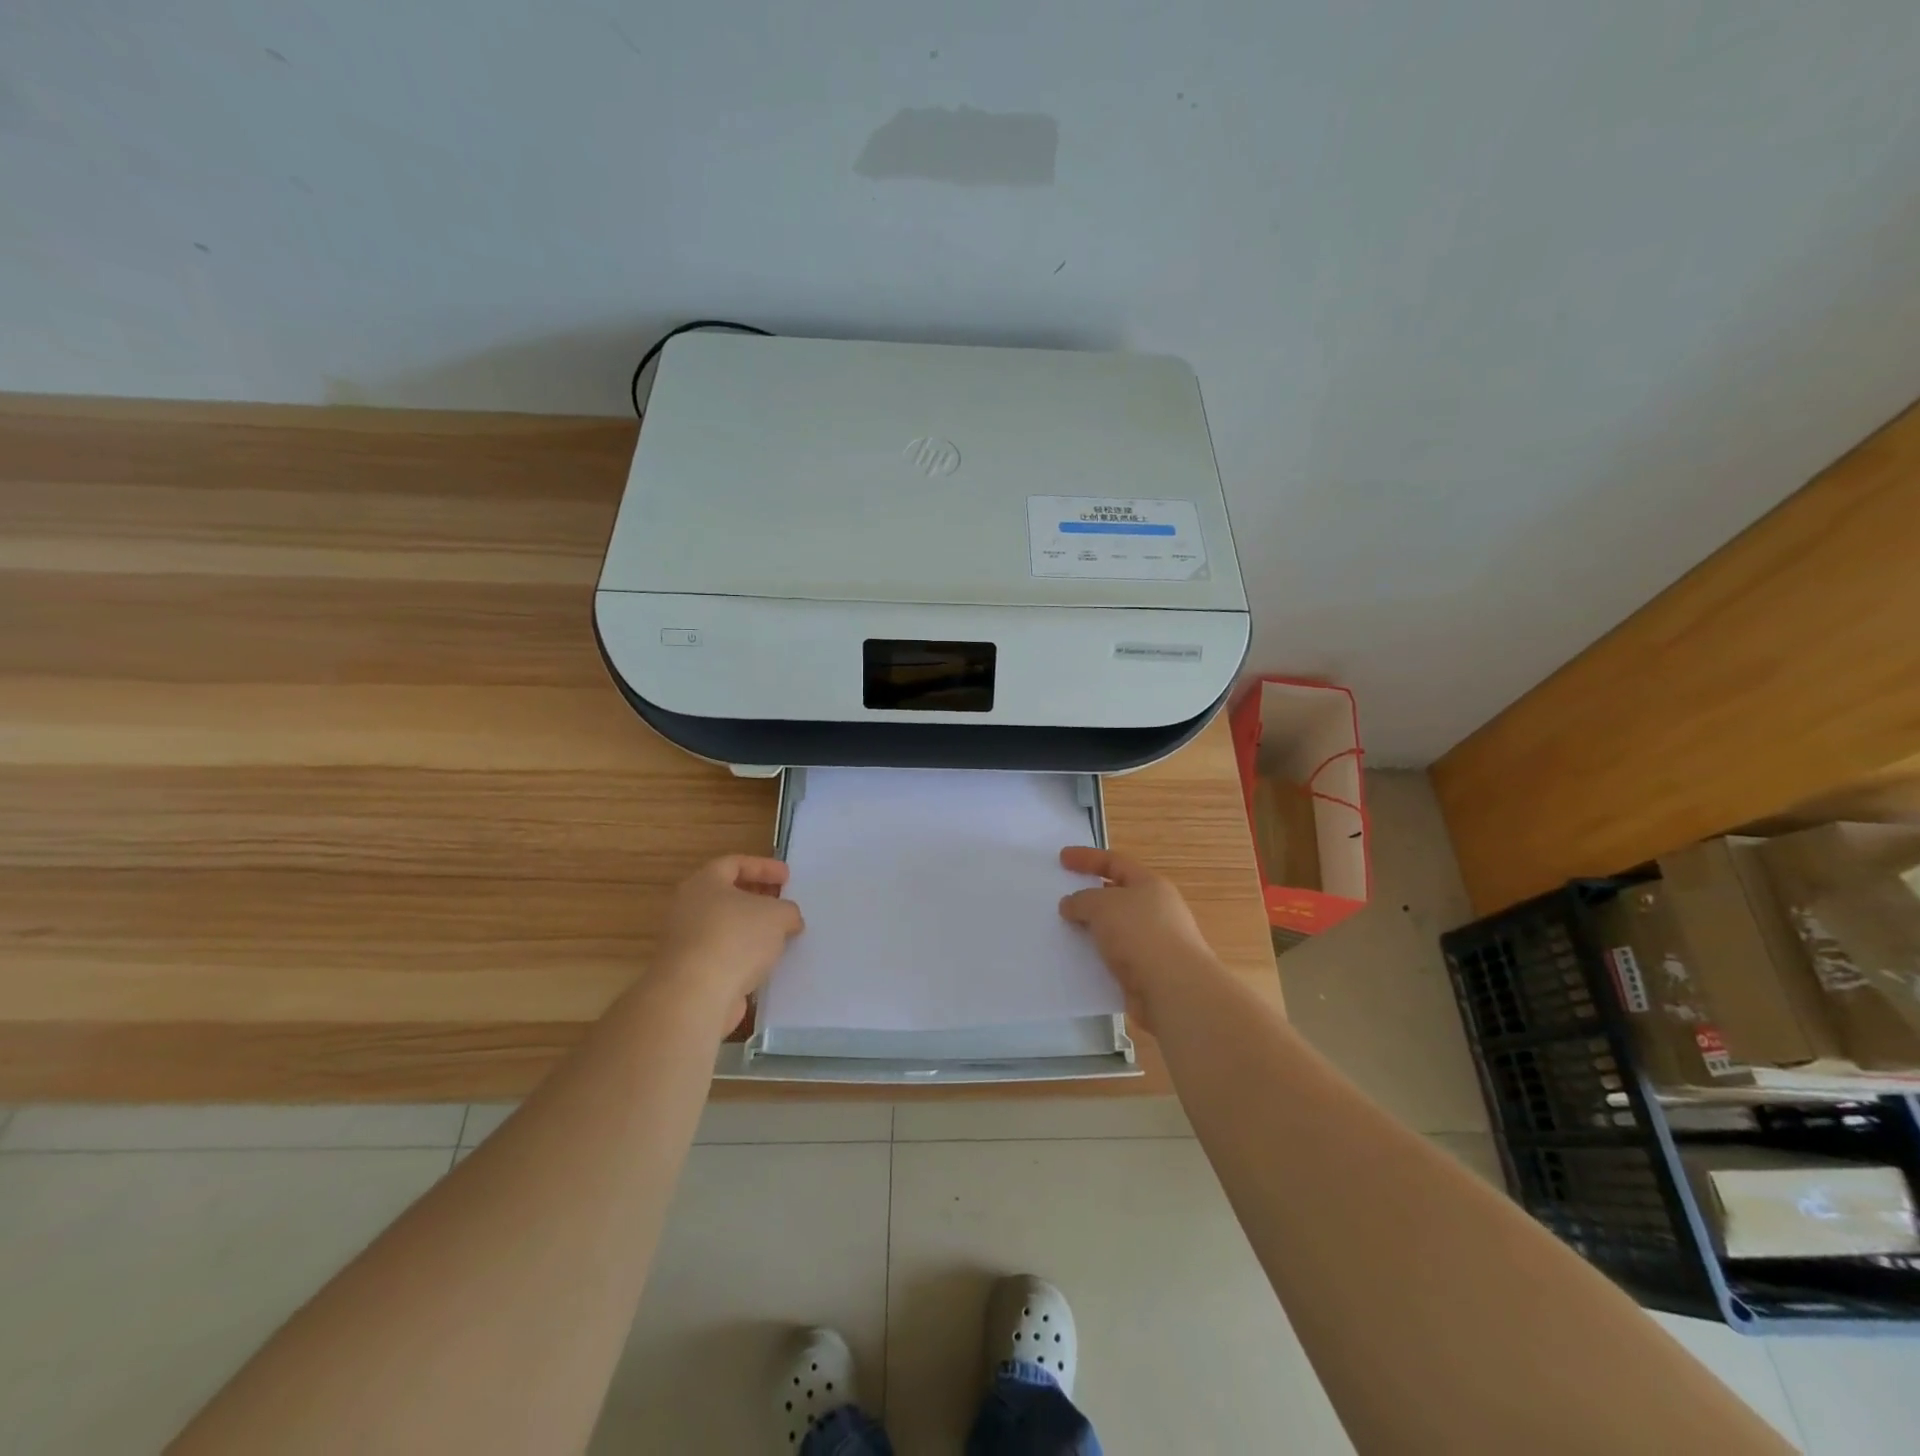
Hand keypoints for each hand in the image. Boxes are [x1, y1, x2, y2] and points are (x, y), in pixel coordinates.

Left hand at [653, 855, 803, 1034]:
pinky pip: (722, 955)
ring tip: (779, 937)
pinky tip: (765, 964)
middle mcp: (688, 908)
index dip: (763, 867)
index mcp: (704, 883)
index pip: (734, 864)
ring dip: (751, 930)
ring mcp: (685, 942)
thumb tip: (788, 919)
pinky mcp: (689, 973)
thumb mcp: (777, 915)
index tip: (787, 877)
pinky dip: (743, 956)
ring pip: (724, 928)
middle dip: (757, 898)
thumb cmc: (735, 938)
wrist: (695, 996)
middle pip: (727, 896)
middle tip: (782, 904)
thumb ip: (788, 910)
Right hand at [1058, 847, 1219, 1030]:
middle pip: (1117, 895)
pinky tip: (1080, 961)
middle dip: (1090, 896)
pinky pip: (1117, 957)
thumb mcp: (1101, 906)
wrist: (1173, 989)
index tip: (1062, 858)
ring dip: (1092, 929)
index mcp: (1150, 884)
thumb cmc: (1140, 934)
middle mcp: (1156, 910)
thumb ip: (1081, 900)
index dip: (1087, 858)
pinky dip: (1099, 956)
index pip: (1115, 862)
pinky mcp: (1149, 972)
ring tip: (1065, 932)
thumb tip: (1072, 905)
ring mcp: (1155, 942)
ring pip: (1116, 929)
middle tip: (1062, 899)